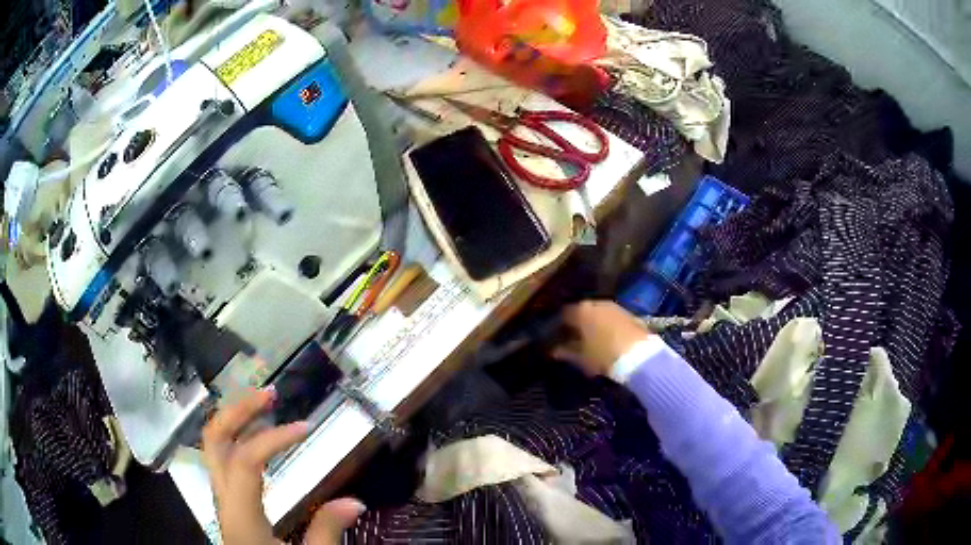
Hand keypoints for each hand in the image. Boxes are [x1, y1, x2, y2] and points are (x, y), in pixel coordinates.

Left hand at [202, 388, 364, 544]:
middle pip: (214, 441)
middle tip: (269, 393)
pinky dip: (237, 438)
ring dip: (236, 419)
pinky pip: (223, 459)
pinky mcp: (228, 502)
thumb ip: (326, 532)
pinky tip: (258, 438)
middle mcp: (222, 499)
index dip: (273, 438)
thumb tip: (355, 501)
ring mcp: (221, 498)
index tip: (307, 427)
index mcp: (240, 515)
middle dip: (238, 410)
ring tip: (264, 405)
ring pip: (214, 446)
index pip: (246, 461)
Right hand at [552, 301, 650, 376]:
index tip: (557, 336)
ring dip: (594, 323)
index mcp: (581, 311)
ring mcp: (615, 306)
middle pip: (582, 310)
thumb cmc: (604, 355)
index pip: (564, 314)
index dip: (560, 325)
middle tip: (575, 337)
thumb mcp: (581, 358)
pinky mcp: (629, 313)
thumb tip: (554, 351)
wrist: (640, 355)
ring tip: (592, 338)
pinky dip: (607, 324)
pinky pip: (612, 317)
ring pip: (598, 312)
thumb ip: (565, 352)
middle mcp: (597, 303)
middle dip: (578, 322)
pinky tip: (608, 337)